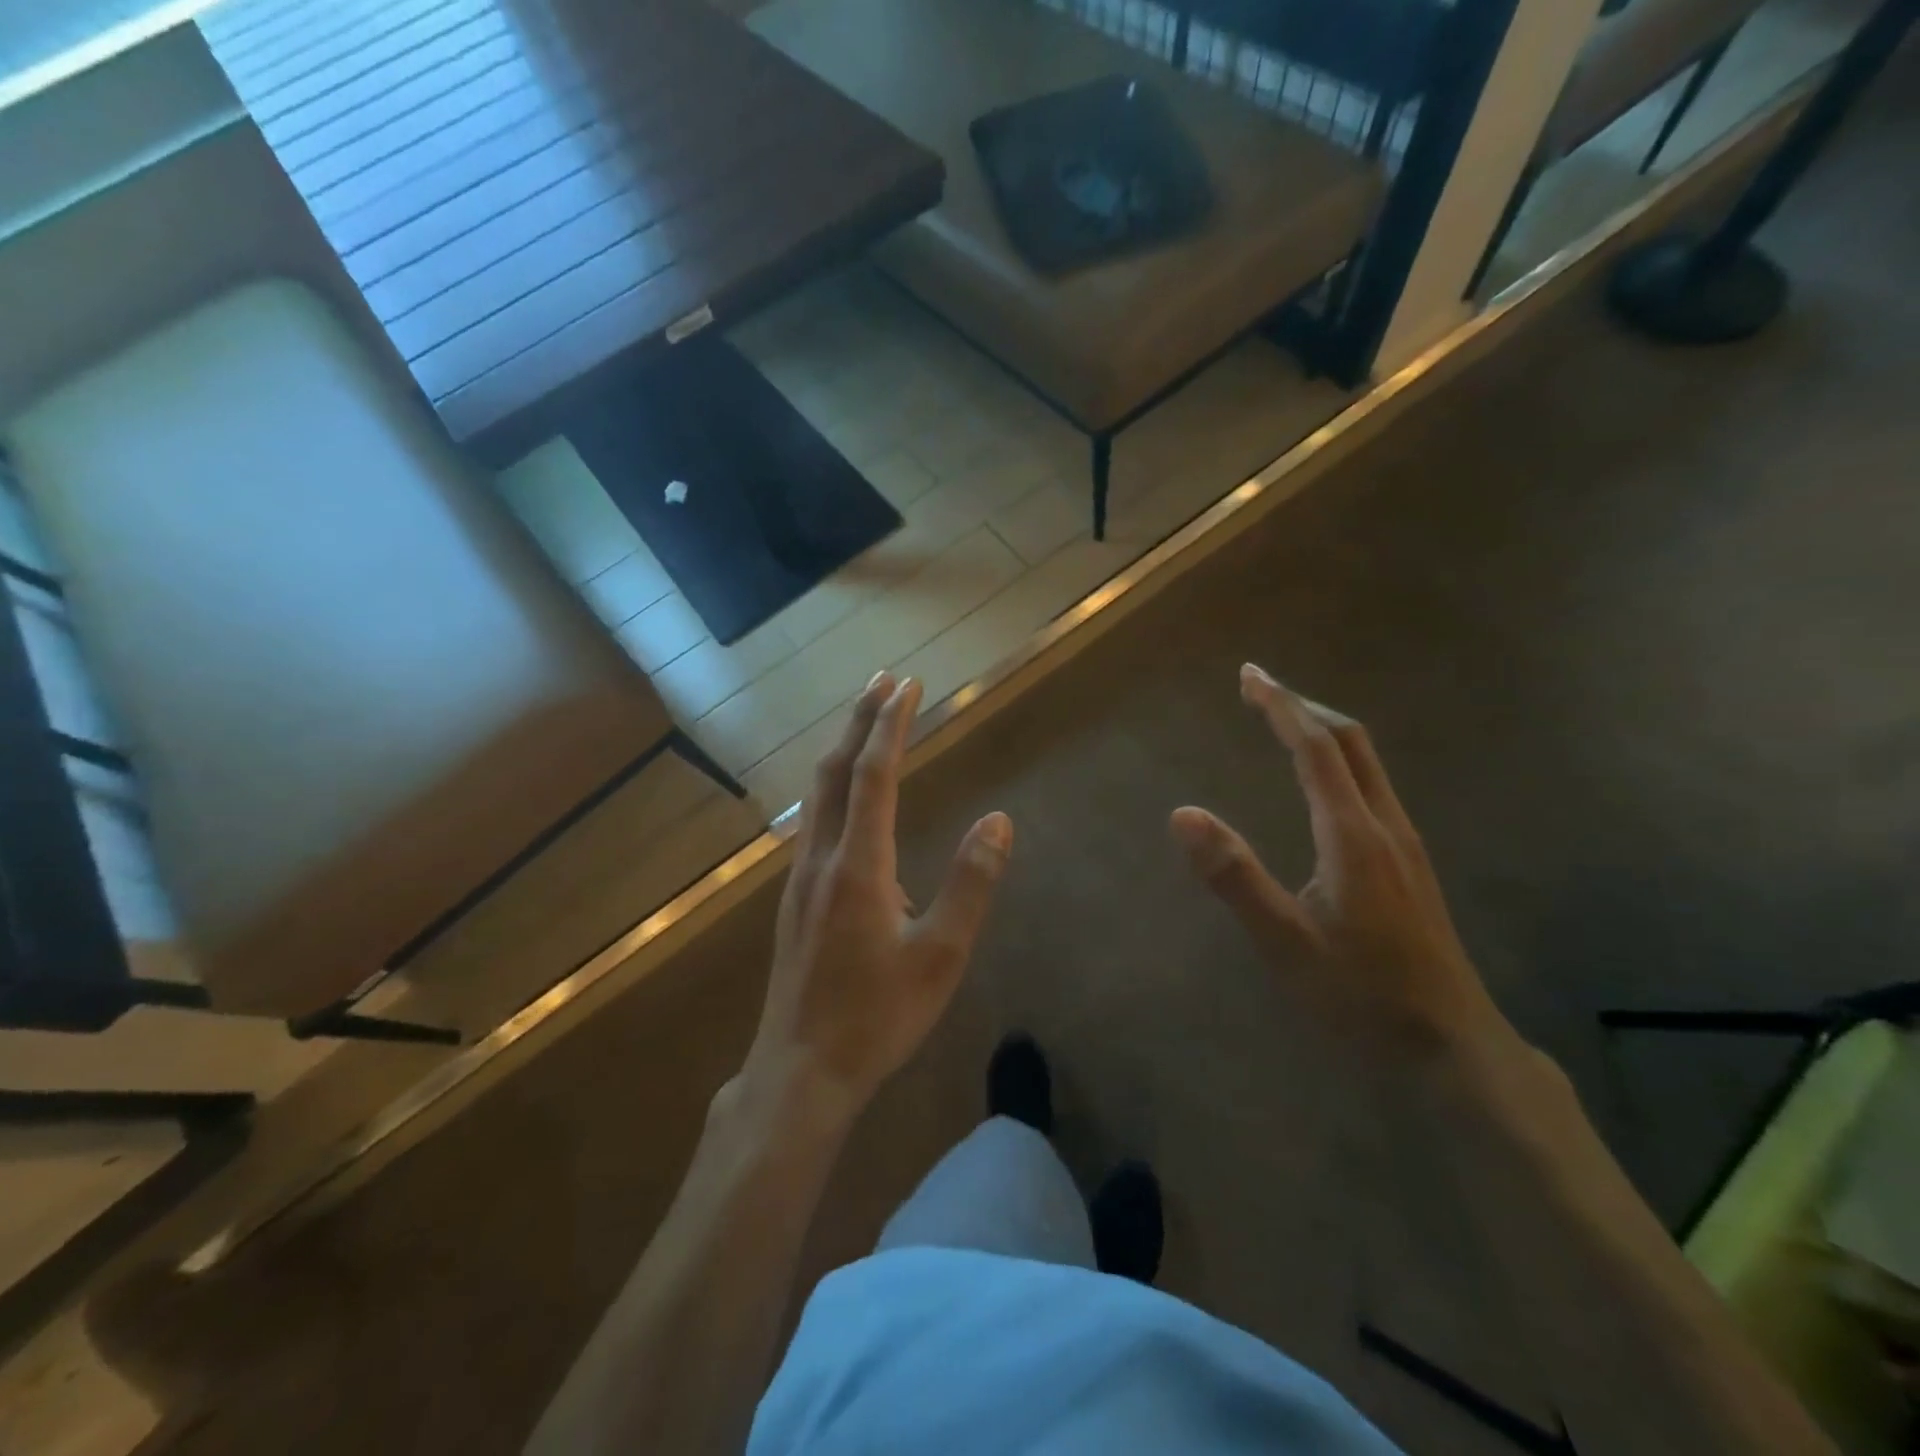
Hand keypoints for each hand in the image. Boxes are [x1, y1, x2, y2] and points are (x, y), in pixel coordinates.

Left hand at [744, 672, 1013, 1119]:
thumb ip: (970, 884)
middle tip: (882, 680)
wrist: (799, 1070)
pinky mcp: (795, 900)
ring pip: (819, 796)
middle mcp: (821, 859)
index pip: (875, 775)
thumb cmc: (877, 1016)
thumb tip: (998, 821)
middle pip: (836, 772)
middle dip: (859, 720)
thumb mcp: (940, 956)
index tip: (907, 685)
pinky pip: (815, 822)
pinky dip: (835, 787)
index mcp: (858, 866)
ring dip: (843, 751)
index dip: (891, 726)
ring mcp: (801, 879)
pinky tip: (848, 801)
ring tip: (865, 724)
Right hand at [1170, 664, 1519, 1063]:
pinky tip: (1323, 785)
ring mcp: (1405, 845)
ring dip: (1324, 731)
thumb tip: (1183, 814)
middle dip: (1304, 707)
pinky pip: (1372, 788)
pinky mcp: (1410, 866)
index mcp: (1352, 835)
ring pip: (1367, 764)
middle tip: (1260, 689)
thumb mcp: (1285, 941)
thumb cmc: (1361, 996)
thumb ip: (1233, 876)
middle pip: (1351, 742)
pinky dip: (1339, 762)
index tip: (1250, 675)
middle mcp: (1385, 826)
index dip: (1280, 707)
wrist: (1453, 1047)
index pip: (1315, 749)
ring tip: (1285, 724)